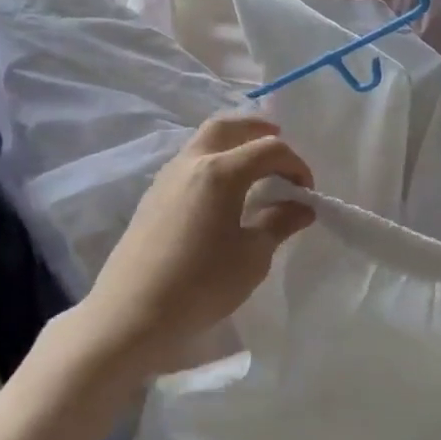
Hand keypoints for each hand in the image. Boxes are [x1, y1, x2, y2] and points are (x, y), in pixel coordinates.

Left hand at [69, 114, 315, 378]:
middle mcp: (191, 163)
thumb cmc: (202, 284)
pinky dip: (213, 162)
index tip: (306, 193)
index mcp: (220, 172)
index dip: (295, 165)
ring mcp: (166, 178)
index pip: (269, 150)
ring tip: (254, 168)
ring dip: (233, 144)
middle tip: (279, 141)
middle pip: (227, 126)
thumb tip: (302, 207)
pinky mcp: (153, 197)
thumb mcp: (252, 256)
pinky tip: (223, 193)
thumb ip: (279, 223)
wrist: (133, 313)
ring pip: (203, 142)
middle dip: (257, 129)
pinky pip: (189, 163)